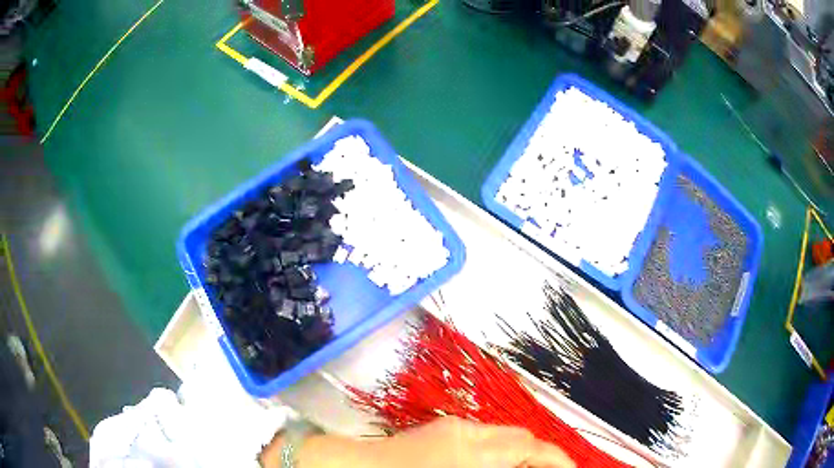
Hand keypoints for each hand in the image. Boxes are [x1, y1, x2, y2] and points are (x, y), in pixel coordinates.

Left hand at [375, 416, 575, 467]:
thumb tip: (529, 467)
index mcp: (472, 449)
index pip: (530, 447)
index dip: (558, 459)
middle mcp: (467, 430)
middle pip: (520, 437)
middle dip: (539, 457)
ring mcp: (452, 426)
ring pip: (503, 437)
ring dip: (518, 454)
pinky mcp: (441, 428)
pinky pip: (482, 438)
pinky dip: (496, 452)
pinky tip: (492, 467)